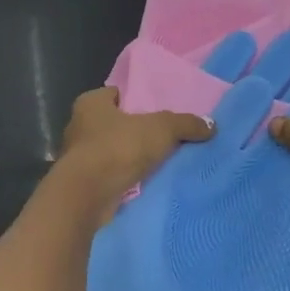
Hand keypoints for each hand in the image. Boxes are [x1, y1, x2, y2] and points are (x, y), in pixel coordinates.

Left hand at [54, 86, 213, 219]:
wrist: (87, 195)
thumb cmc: (118, 148)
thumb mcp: (161, 129)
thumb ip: (186, 124)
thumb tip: (212, 125)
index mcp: (90, 103)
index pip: (115, 94)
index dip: (135, 100)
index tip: (156, 109)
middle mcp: (79, 126)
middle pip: (114, 123)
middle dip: (134, 130)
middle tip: (163, 136)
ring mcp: (77, 157)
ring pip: (110, 151)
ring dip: (129, 157)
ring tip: (158, 162)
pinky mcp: (81, 184)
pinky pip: (109, 175)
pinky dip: (123, 178)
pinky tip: (144, 183)